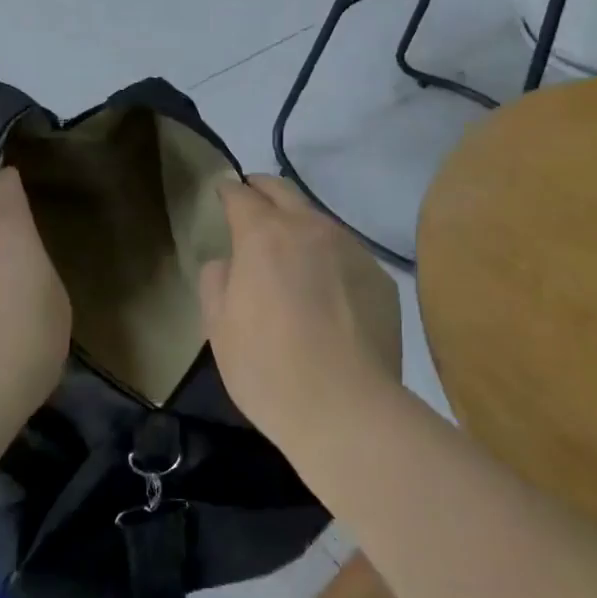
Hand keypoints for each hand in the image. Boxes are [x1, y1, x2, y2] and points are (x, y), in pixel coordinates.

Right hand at [199, 176, 402, 452]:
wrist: (347, 410)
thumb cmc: (268, 367)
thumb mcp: (218, 326)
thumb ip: (215, 281)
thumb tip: (228, 262)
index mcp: (263, 235)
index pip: (241, 195)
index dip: (228, 190)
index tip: (222, 191)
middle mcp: (310, 229)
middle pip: (283, 190)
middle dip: (263, 188)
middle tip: (252, 194)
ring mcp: (351, 250)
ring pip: (319, 221)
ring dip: (299, 223)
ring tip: (290, 247)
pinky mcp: (380, 278)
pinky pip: (347, 255)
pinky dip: (329, 259)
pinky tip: (327, 290)